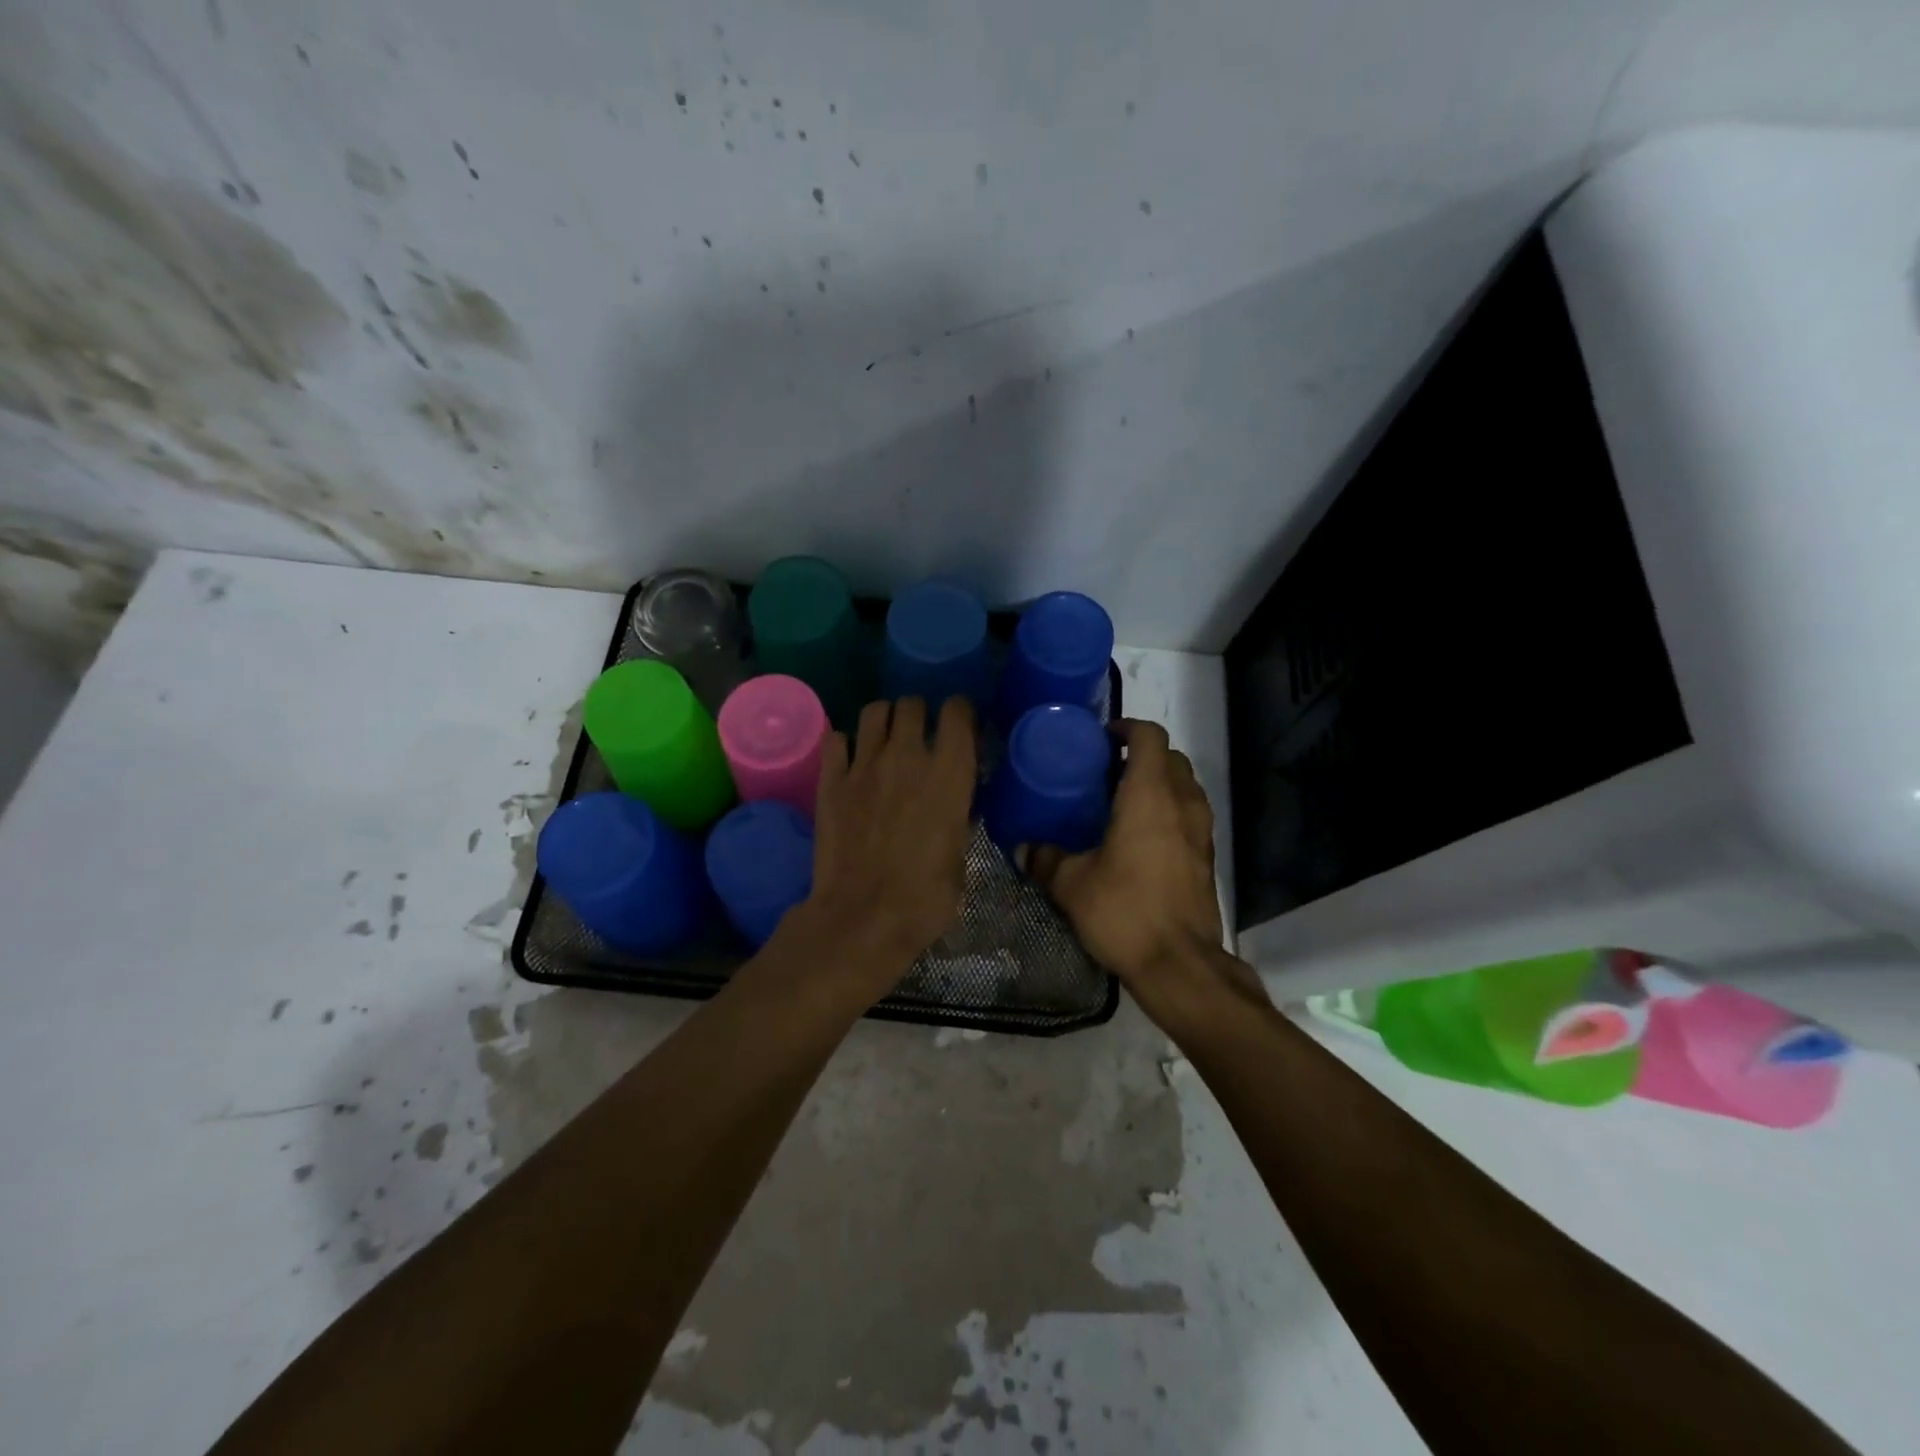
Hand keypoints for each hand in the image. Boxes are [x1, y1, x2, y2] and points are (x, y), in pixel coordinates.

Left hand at [795, 696, 977, 991]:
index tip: (961, 725)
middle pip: (912, 704)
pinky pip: (836, 740)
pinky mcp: (830, 781)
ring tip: (886, 739)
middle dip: (920, 713)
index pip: (957, 711)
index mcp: (949, 773)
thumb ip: (957, 818)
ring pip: (874, 711)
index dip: (960, 712)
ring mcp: (864, 765)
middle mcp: (907, 756)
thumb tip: (953, 805)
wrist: (863, 917)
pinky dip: (846, 743)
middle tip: (921, 734)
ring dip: (885, 720)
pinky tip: (851, 759)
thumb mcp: (959, 857)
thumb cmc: (925, 898)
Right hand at [1029, 721, 1258, 1032]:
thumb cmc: (1124, 910)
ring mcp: (1201, 830)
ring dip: (1159, 783)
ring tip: (1123, 803)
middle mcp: (1182, 803)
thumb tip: (1023, 847)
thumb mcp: (1071, 884)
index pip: (1150, 736)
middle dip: (1143, 755)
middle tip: (1107, 772)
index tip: (1103, 738)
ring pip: (1185, 786)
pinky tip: (1141, 839)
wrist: (1180, 964)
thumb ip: (1045, 859)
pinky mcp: (1207, 857)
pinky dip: (1170, 811)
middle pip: (1172, 758)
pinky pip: (1190, 815)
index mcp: (1149, 795)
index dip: (1128, 728)